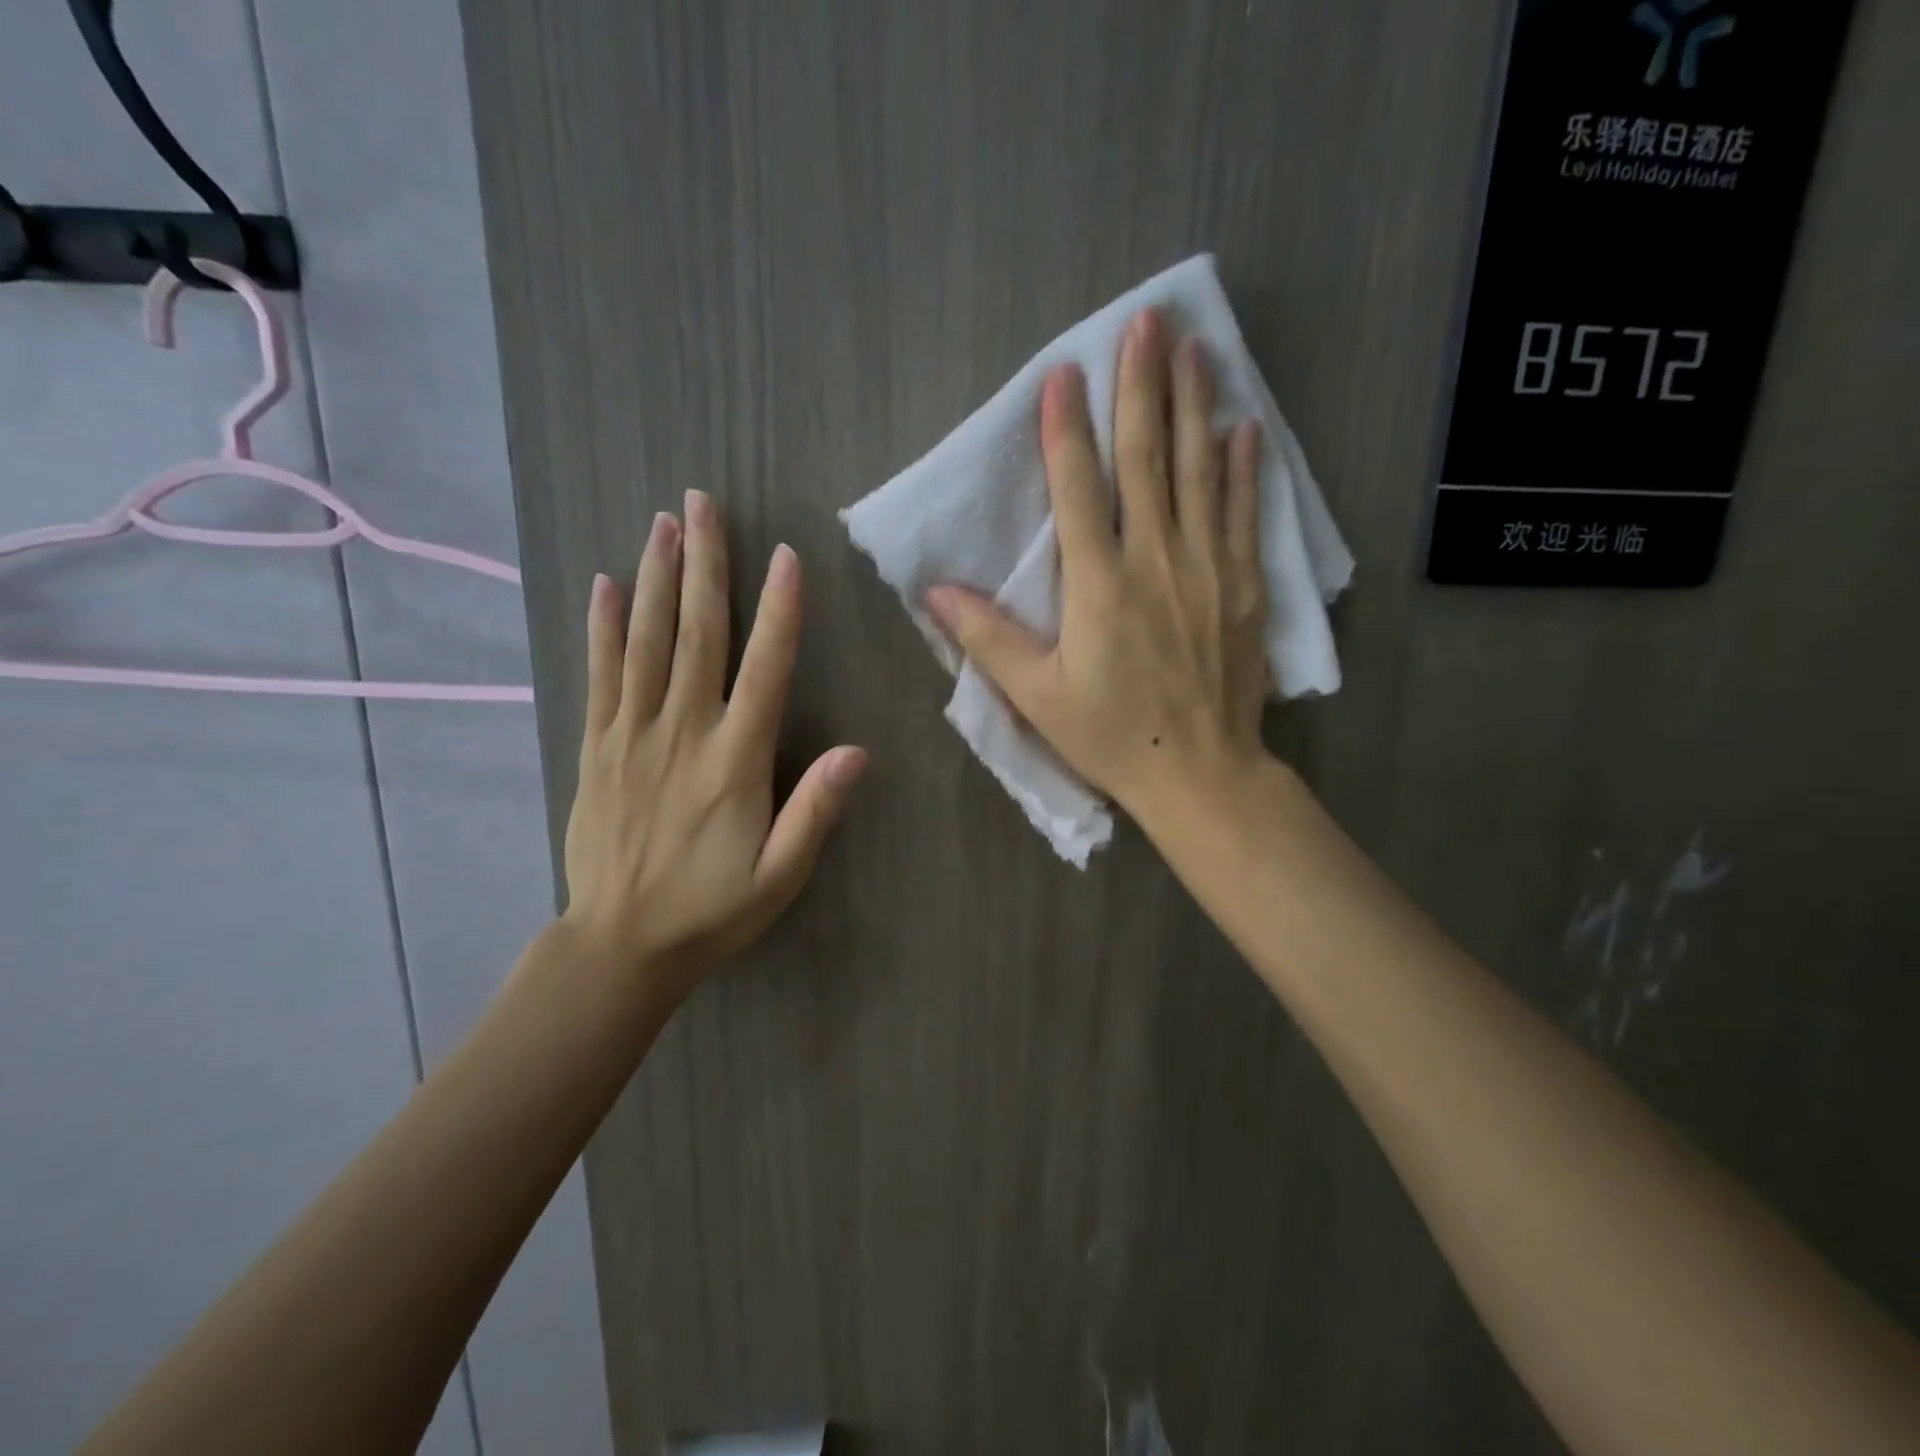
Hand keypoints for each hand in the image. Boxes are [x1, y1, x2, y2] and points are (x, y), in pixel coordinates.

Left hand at [562, 490, 865, 1003]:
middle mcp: (683, 733)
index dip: (779, 610)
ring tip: (663, 522)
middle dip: (705, 565)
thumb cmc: (712, 909)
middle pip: (698, 635)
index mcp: (735, 761)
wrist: (620, 944)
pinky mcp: (597, 747)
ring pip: (647, 642)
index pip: (765, 670)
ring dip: (657, 578)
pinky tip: (607, 585)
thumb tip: (857, 751)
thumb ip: (815, 812)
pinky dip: (604, 627)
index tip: (783, 554)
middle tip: (703, 503)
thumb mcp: (780, 876)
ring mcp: (633, 735)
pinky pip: (600, 675)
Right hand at [925, 308, 1270, 826]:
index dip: (1067, 429)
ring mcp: (1206, 569)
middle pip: (1147, 460)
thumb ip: (987, 638)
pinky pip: (1244, 515)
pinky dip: (1243, 469)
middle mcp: (1155, 560)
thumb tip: (934, 590)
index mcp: (1098, 584)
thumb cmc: (1109, 735)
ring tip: (1195, 348)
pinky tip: (1243, 428)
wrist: (1198, 772)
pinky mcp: (1242, 587)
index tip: (1064, 372)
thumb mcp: (1037, 695)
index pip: (1078, 489)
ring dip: (1194, 407)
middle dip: (1142, 386)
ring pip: (1199, 473)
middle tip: (1148, 320)